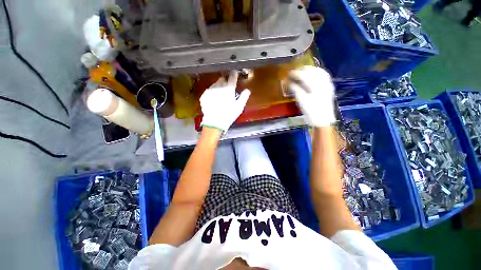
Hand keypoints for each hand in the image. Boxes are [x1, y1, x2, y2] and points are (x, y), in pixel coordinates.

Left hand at [200, 71, 250, 131]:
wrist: (214, 122)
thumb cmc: (229, 115)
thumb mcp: (239, 107)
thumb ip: (244, 97)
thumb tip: (247, 90)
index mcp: (228, 88)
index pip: (232, 77)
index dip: (234, 74)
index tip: (235, 74)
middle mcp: (218, 86)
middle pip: (223, 79)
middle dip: (226, 81)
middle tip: (228, 88)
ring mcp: (210, 90)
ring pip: (215, 84)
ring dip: (219, 87)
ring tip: (220, 95)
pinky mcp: (204, 95)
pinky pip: (209, 91)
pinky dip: (212, 93)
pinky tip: (214, 100)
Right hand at [289, 66, 335, 126]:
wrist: (323, 120)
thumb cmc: (311, 112)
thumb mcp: (301, 101)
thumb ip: (295, 89)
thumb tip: (288, 82)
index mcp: (315, 87)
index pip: (304, 75)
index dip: (295, 73)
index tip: (289, 73)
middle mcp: (323, 82)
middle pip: (312, 71)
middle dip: (302, 69)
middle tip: (294, 72)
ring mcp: (327, 84)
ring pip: (319, 71)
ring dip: (310, 69)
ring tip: (302, 70)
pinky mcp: (329, 86)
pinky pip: (324, 75)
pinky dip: (317, 72)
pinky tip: (313, 73)